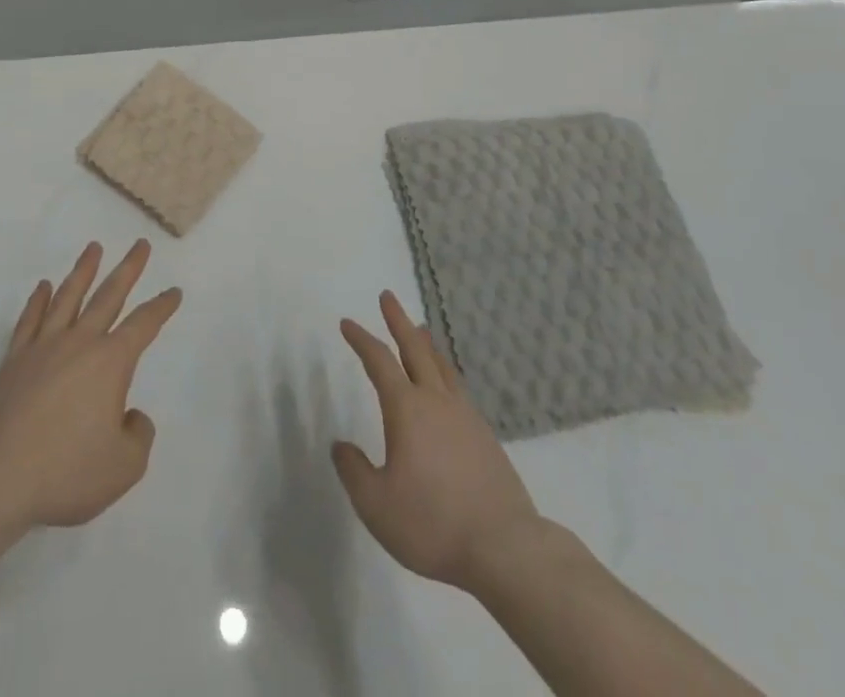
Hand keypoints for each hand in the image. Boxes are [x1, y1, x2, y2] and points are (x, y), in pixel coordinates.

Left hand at [0, 240, 181, 530]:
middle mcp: (80, 343)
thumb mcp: (123, 467)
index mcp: (111, 362)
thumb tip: (130, 415)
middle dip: (128, 269)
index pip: (143, 325)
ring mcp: (43, 347)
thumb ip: (138, 435)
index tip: (174, 292)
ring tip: (93, 248)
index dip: (161, 307)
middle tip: (140, 245)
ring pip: (68, 297)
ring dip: (84, 271)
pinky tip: (43, 286)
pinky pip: (30, 320)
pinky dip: (38, 300)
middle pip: (108, 296)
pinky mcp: (14, 360)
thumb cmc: (66, 471)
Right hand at [333, 291, 543, 592]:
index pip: (378, 362)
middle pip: (414, 349)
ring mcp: (464, 416)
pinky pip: (457, 387)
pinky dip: (444, 370)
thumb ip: (354, 472)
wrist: (504, 547)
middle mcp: (436, 401)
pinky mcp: (484, 436)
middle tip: (388, 296)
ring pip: (440, 365)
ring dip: (425, 342)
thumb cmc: (432, 523)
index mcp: (407, 410)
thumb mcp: (376, 505)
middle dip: (398, 321)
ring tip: (419, 327)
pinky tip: (446, 382)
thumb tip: (341, 445)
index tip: (347, 323)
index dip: (361, 339)